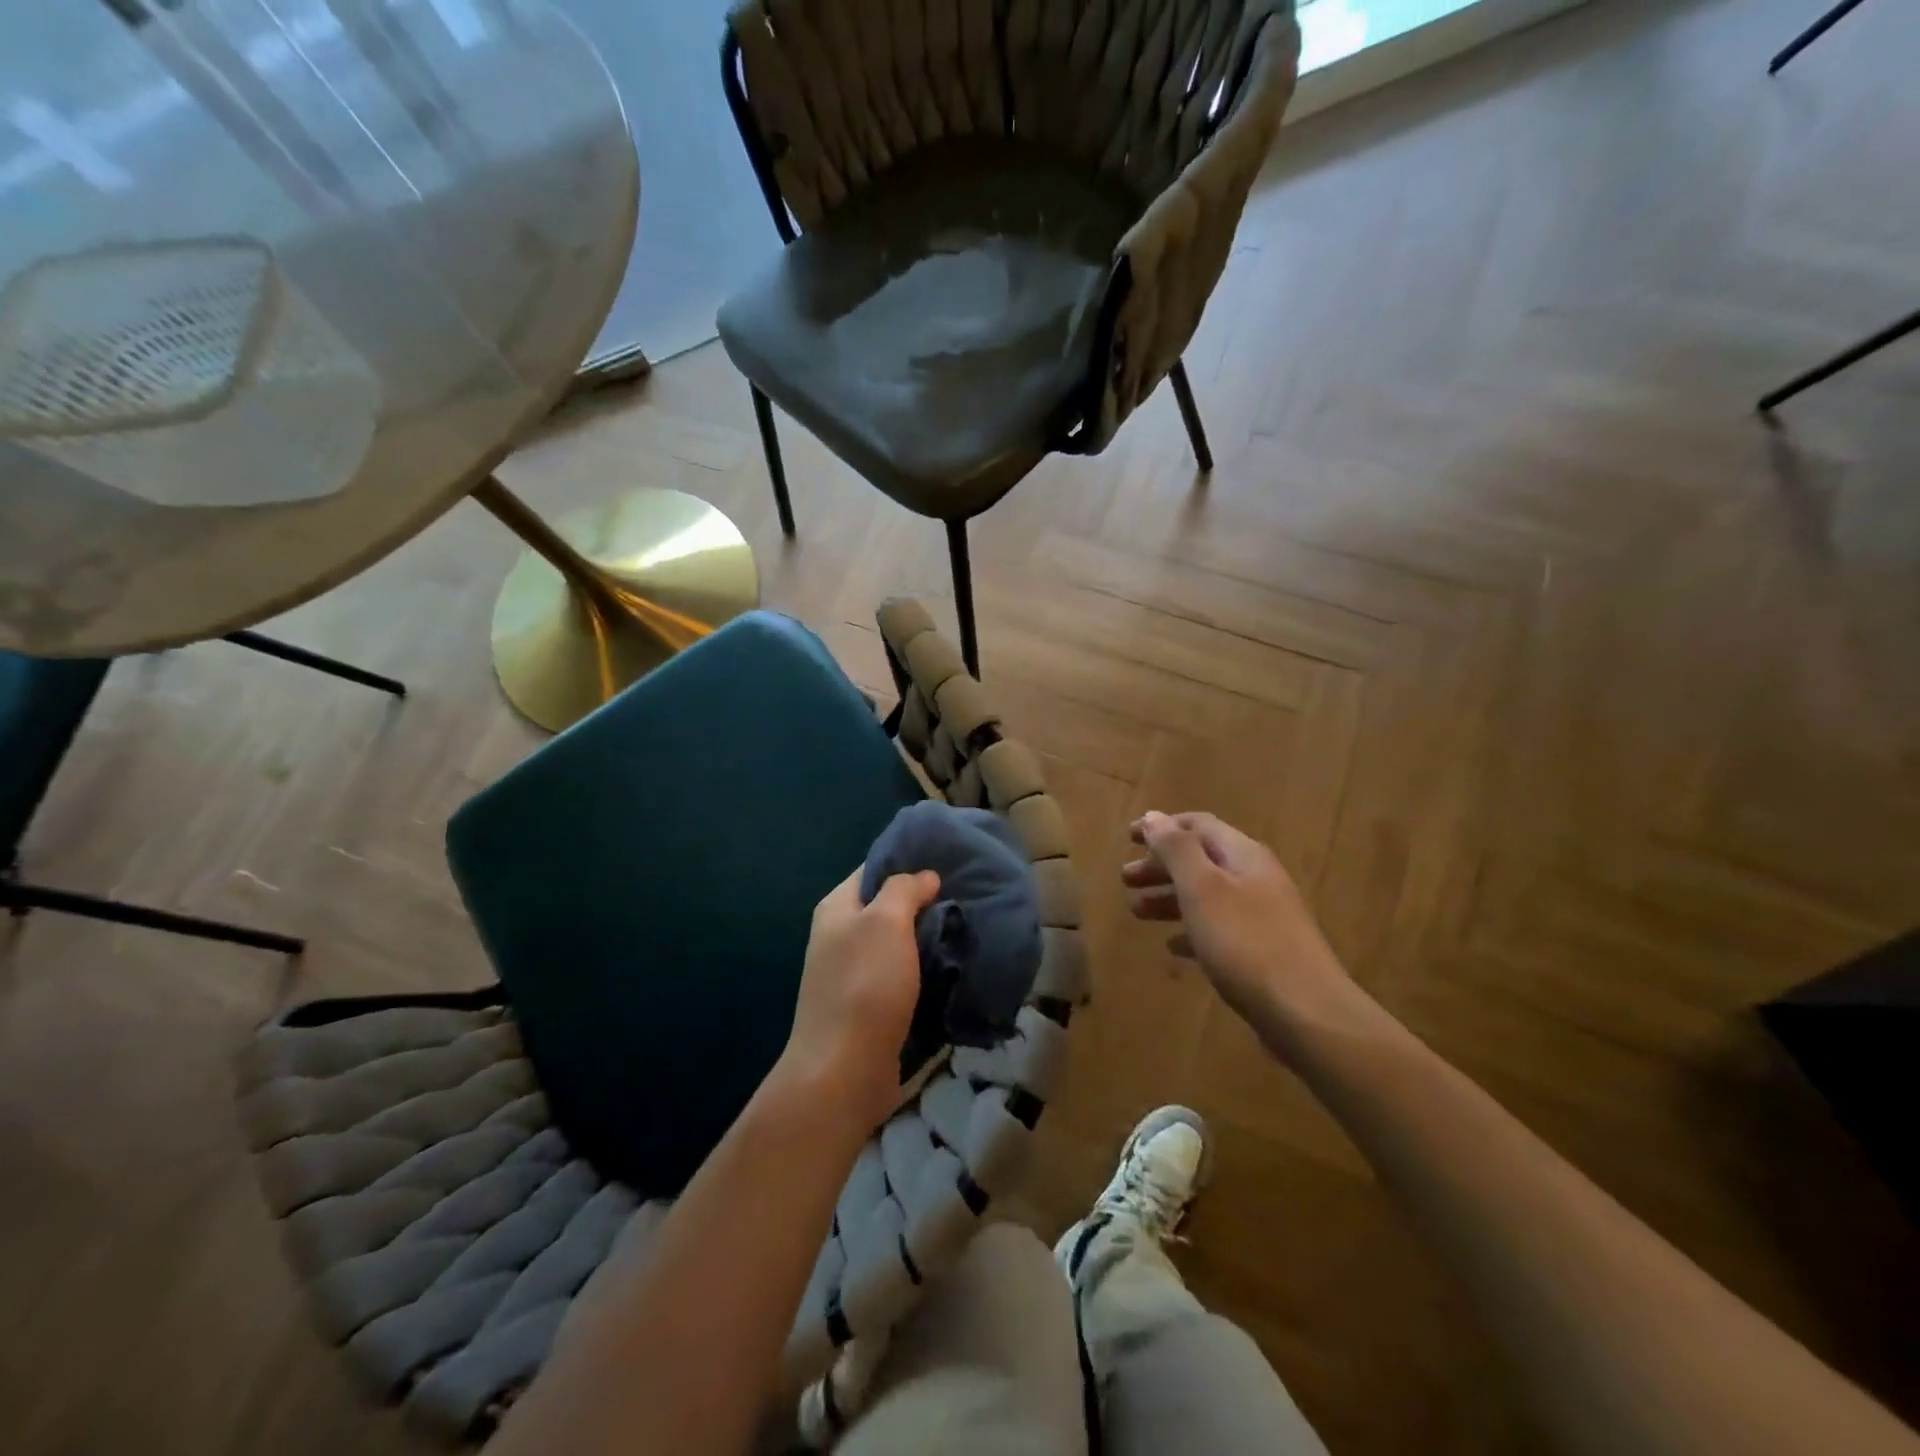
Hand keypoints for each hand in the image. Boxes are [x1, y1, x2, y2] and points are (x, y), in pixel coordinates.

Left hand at [780, 868, 940, 1130]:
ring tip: (966, 928)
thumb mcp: (886, 922)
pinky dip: (924, 970)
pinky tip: (953, 967)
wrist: (843, 1071)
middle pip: (886, 907)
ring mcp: (852, 973)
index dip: (908, 862)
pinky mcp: (868, 1006)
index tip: (948, 860)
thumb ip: (904, 890)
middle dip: (923, 902)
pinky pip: (901, 976)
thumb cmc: (864, 985)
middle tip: (966, 896)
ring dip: (927, 938)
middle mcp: (839, 936)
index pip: (873, 869)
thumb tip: (925, 876)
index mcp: (837, 908)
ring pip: (896, 943)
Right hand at [1123, 811, 1358, 1055]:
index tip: (1128, 837)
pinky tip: (1173, 947)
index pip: (1198, 825)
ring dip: (1170, 898)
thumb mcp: (1203, 890)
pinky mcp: (1262, 951)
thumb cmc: (1246, 943)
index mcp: (1243, 855)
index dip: (1162, 827)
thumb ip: (1177, 850)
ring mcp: (1262, 916)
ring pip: (1207, 895)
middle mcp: (1255, 878)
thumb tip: (1154, 816)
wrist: (1308, 1013)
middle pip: (1201, 860)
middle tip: (1125, 879)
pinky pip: (1219, 929)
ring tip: (1136, 911)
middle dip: (1161, 866)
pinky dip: (1191, 930)